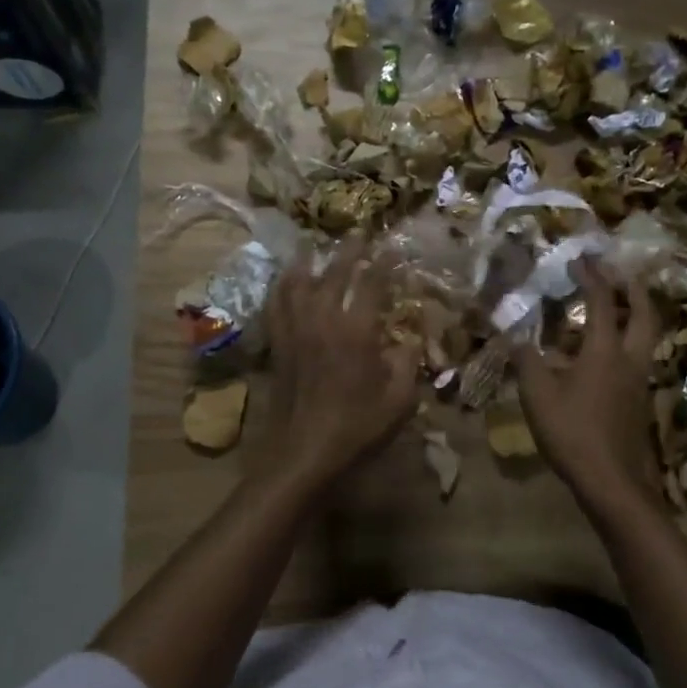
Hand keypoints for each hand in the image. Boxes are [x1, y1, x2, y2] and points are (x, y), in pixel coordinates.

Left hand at [256, 237, 417, 491]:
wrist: (303, 453)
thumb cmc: (357, 429)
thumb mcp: (399, 400)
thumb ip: (408, 363)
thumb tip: (410, 338)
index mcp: (357, 331)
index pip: (372, 284)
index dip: (384, 263)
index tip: (393, 248)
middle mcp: (323, 320)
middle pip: (333, 273)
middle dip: (348, 251)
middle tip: (358, 234)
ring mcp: (295, 330)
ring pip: (297, 283)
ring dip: (307, 260)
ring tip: (313, 245)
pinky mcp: (278, 344)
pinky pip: (275, 305)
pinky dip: (281, 287)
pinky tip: (284, 282)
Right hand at [514, 257, 662, 507]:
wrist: (612, 482)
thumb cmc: (572, 432)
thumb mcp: (537, 395)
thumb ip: (525, 361)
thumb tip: (514, 336)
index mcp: (604, 351)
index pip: (602, 302)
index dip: (591, 277)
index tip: (580, 259)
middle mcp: (629, 359)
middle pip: (643, 313)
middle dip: (632, 288)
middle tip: (619, 273)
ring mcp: (639, 381)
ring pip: (646, 336)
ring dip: (635, 314)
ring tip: (616, 307)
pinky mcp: (639, 401)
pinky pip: (638, 357)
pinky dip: (628, 341)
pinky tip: (606, 354)